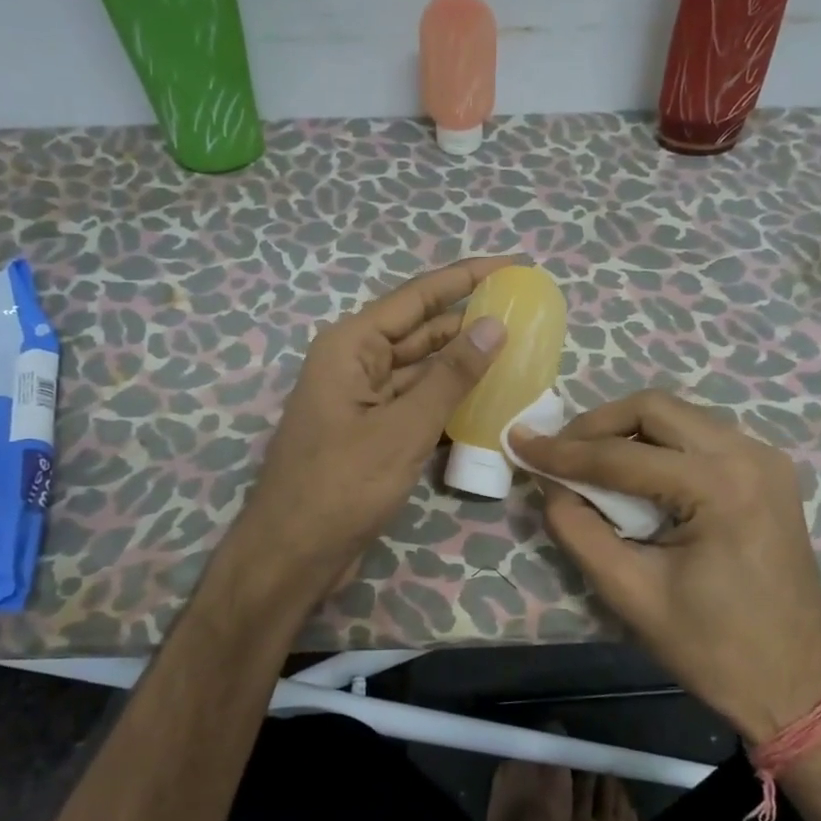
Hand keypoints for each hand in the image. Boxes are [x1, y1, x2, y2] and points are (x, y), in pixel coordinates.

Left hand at [230, 257, 510, 605]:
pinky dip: (449, 402)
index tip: (512, 264)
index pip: (417, 297)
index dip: (466, 277)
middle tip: (526, 312)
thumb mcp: (404, 427)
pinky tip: (489, 401)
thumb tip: (493, 325)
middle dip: (469, 321)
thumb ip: (451, 375)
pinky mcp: (372, 433)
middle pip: (421, 331)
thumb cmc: (342, 485)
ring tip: (519, 351)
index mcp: (352, 346)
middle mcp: (355, 363)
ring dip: (464, 364)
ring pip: (422, 371)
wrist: (293, 556)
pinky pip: (417, 405)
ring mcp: (363, 400)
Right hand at [510, 391, 820, 743]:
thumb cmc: (713, 649)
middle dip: (596, 425)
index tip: (519, 442)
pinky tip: (633, 472)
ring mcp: (765, 459)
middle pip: (654, 409)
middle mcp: (749, 455)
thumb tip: (549, 485)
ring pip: (677, 416)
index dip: (562, 451)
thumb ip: (579, 530)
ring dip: (626, 431)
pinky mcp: (767, 472)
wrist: (796, 686)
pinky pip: (699, 436)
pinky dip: (657, 444)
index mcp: (720, 486)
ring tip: (586, 461)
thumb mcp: (630, 594)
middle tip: (558, 452)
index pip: (622, 456)